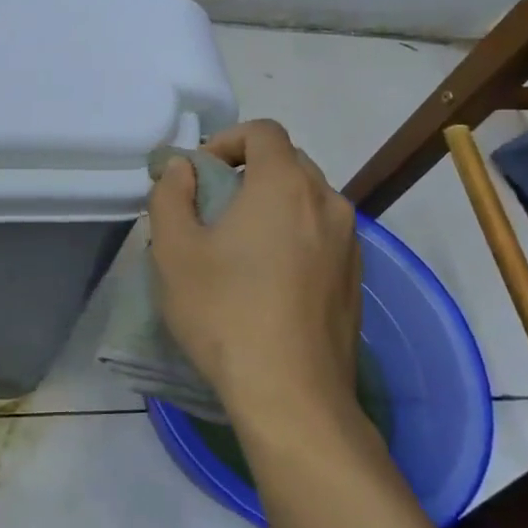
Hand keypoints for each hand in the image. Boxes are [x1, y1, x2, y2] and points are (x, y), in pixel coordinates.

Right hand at [147, 119, 362, 430]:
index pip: (263, 131)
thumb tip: (182, 169)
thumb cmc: (225, 312)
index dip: (227, 140)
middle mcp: (327, 202)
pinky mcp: (356, 278)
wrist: (292, 395)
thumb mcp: (174, 251)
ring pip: (308, 200)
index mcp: (285, 185)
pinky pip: (322, 234)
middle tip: (213, 206)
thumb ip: (171, 195)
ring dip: (273, 204)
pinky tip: (270, 278)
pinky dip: (295, 235)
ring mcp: (350, 242)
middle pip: (288, 162)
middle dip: (248, 171)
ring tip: (240, 244)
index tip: (200, 172)